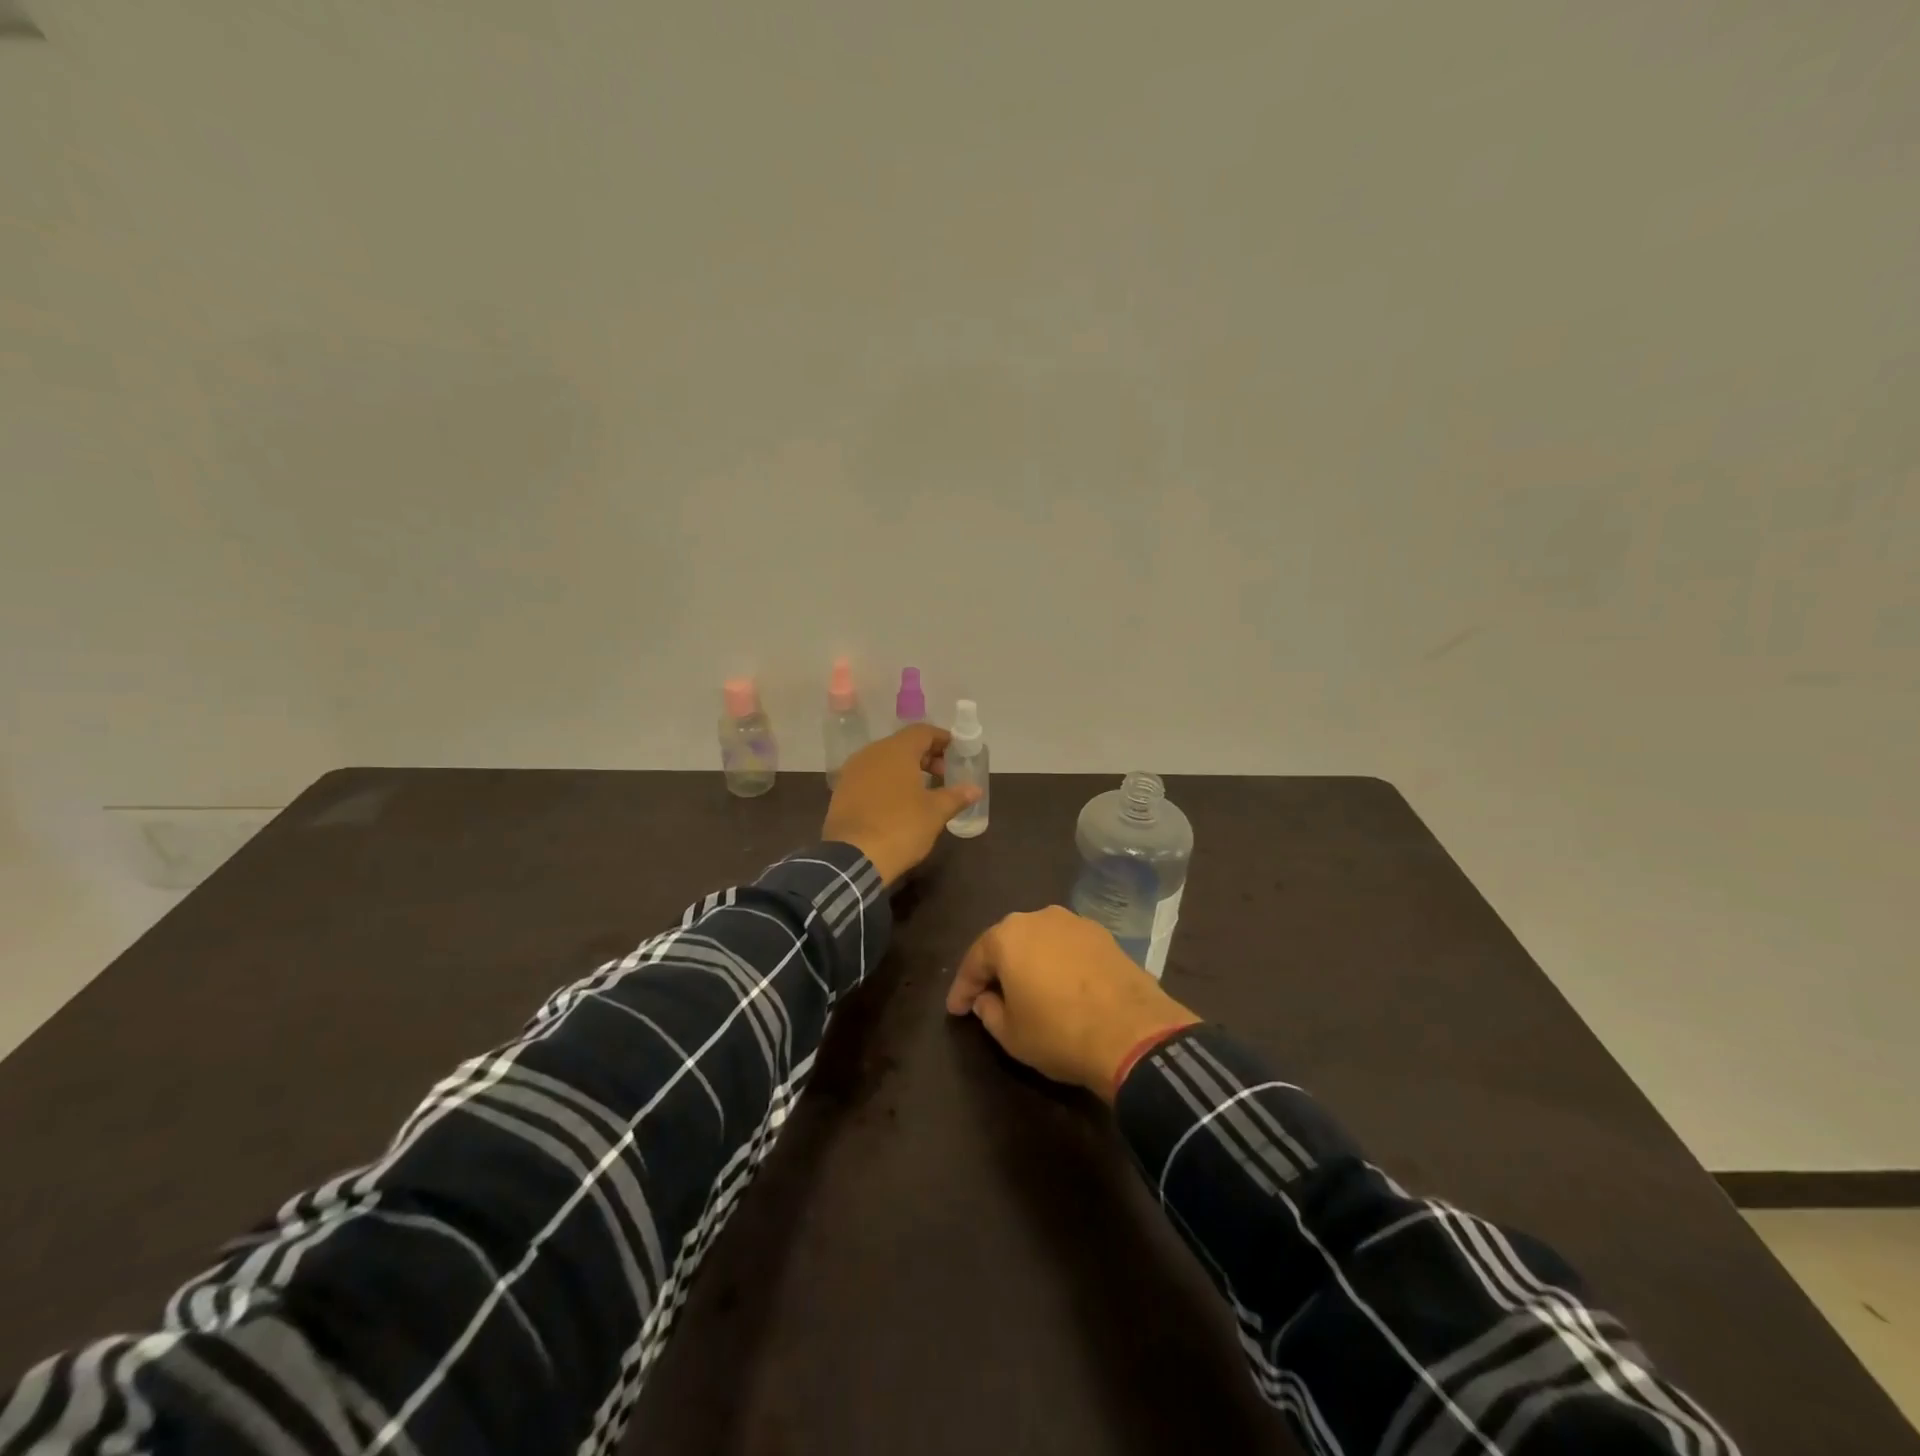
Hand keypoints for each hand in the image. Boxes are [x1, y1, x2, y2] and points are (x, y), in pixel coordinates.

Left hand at [823, 725, 980, 886]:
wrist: (853, 857)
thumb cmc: (901, 827)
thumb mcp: (935, 813)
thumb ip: (956, 796)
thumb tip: (975, 789)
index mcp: (896, 751)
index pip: (922, 732)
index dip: (941, 739)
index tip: (956, 753)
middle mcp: (871, 753)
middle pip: (902, 744)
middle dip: (925, 756)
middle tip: (943, 774)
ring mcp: (852, 772)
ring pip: (884, 760)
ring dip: (905, 769)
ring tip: (922, 790)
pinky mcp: (841, 792)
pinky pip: (869, 777)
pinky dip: (886, 782)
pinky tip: (897, 803)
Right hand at [946, 906, 1199, 1100]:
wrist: (1133, 1033)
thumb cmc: (1059, 1033)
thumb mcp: (1010, 1035)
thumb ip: (989, 1011)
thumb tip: (986, 1000)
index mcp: (1007, 936)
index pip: (974, 960)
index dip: (962, 988)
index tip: (956, 1010)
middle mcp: (1038, 917)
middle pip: (1007, 943)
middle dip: (995, 970)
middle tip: (986, 997)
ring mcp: (1075, 922)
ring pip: (1040, 942)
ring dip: (1029, 963)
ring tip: (1026, 991)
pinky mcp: (1104, 935)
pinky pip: (1067, 948)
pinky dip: (1058, 964)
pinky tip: (1060, 987)